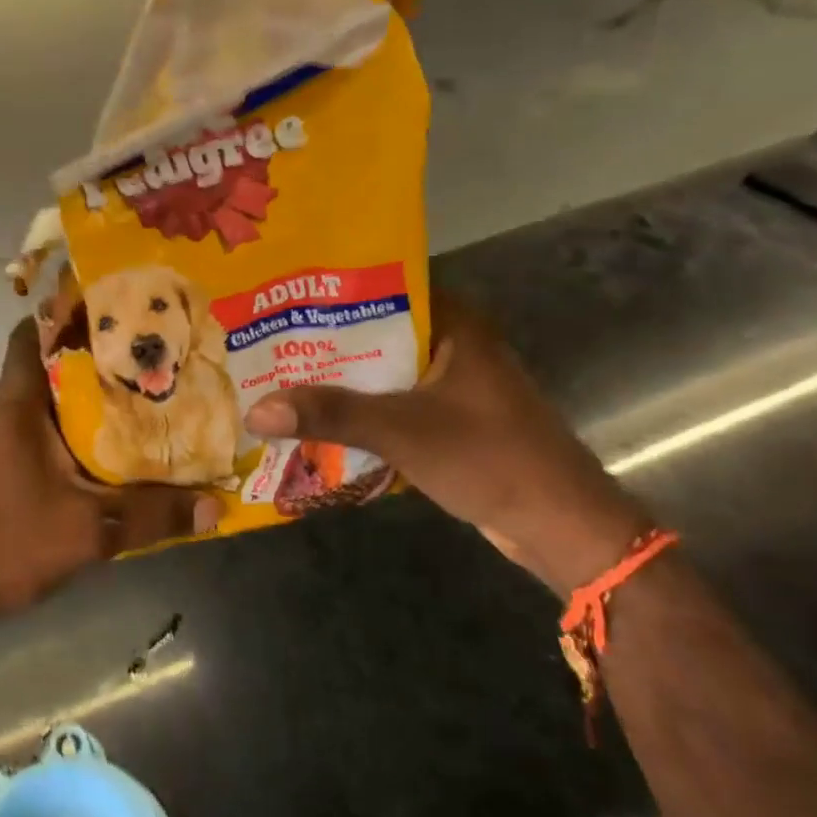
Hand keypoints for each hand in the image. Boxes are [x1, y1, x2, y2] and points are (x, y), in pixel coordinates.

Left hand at [0, 318, 217, 636]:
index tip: (116, 313)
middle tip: (148, 359)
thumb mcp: (92, 530)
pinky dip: (73, 432)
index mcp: (17, 404)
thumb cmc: (9, 542)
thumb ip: (155, 514)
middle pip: (48, 365)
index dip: (68, 315)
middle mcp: (3, 412)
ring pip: (47, 402)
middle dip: (95, 359)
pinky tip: (109, 451)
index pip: (31, 333)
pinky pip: (41, 432)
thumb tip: (218, 504)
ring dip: (86, 399)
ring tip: (140, 399)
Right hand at [244, 294, 650, 594]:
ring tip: (277, 375)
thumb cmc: (490, 459)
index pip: (380, 288)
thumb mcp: (402, 430)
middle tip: (263, 340)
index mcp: (453, 325)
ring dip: (338, 379)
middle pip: (373, 332)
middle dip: (322, 342)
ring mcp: (452, 384)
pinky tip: (315, 417)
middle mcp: (452, 344)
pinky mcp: (449, 419)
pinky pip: (391, 402)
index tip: (278, 297)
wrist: (562, 528)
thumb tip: (255, 411)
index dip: (328, 293)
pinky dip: (359, 409)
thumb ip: (330, 414)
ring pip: (380, 370)